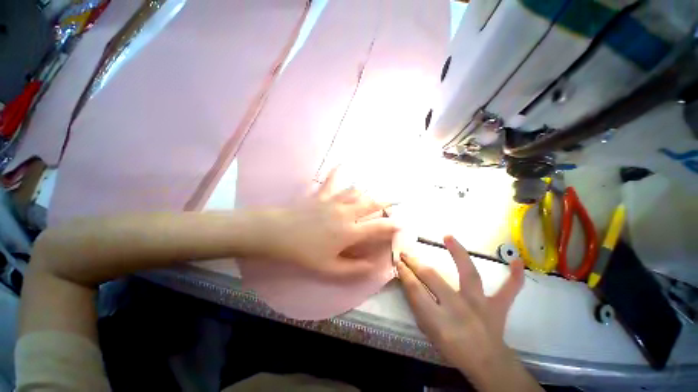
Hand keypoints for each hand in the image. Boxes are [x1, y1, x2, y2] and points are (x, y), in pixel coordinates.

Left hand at [260, 169, 397, 278]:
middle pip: (371, 204)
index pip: (377, 227)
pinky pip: (332, 180)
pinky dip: (338, 171)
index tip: (402, 224)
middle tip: (396, 200)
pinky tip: (343, 162)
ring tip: (376, 190)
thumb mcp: (329, 268)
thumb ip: (354, 269)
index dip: (392, 226)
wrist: (279, 234)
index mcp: (349, 232)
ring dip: (369, 191)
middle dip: (386, 202)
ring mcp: (334, 201)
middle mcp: (346, 213)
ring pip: (357, 192)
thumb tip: (374, 267)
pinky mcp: (322, 195)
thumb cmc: (304, 252)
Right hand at [397, 236, 540, 390]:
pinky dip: (514, 276)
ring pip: (468, 274)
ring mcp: (481, 305)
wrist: (486, 364)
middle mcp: (459, 308)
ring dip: (457, 253)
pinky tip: (517, 260)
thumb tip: (410, 282)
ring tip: (448, 237)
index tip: (398, 262)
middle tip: (406, 253)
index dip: (405, 273)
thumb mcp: (430, 332)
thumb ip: (419, 307)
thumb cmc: (453, 349)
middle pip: (432, 277)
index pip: (415, 289)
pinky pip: (509, 290)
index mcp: (439, 320)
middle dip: (416, 263)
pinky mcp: (498, 307)